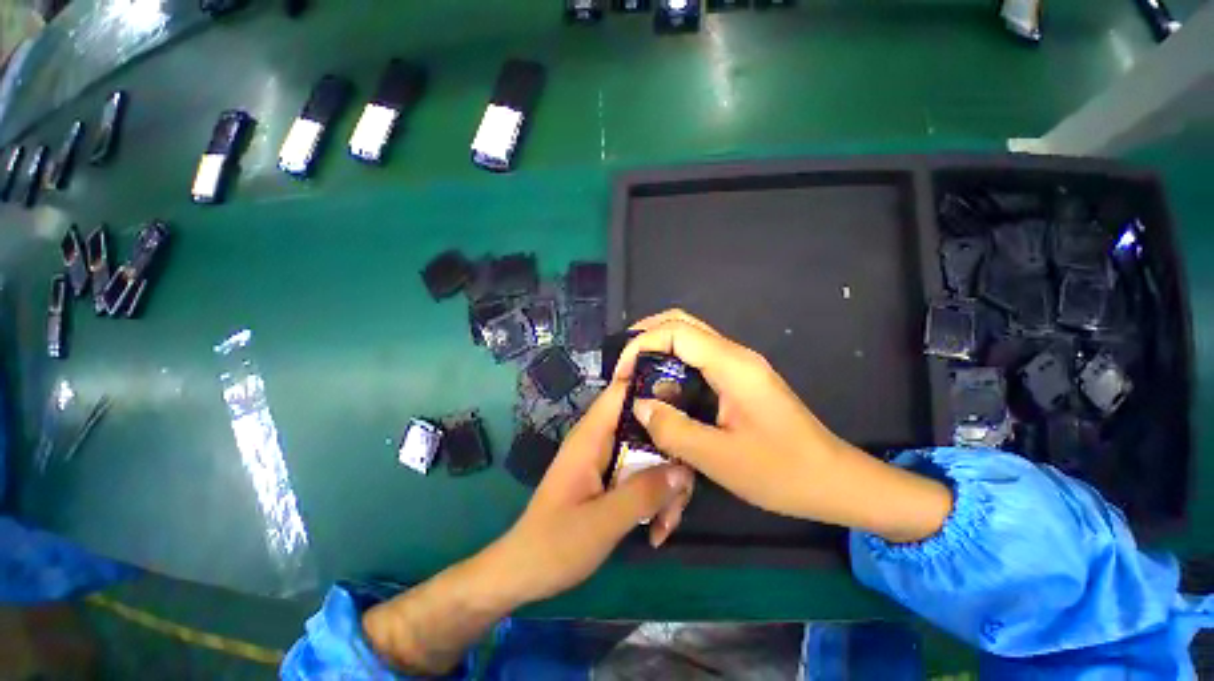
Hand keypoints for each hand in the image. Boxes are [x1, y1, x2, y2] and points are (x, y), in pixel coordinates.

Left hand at [490, 381, 694, 603]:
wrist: (526, 572)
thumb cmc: (555, 544)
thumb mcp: (603, 522)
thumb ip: (644, 493)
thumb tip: (684, 469)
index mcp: (592, 436)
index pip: (622, 389)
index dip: (652, 383)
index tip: (686, 397)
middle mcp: (601, 439)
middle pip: (647, 425)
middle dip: (670, 455)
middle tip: (681, 494)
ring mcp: (608, 458)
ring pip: (650, 453)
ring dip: (666, 485)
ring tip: (665, 523)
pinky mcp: (612, 477)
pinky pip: (644, 473)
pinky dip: (656, 496)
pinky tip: (656, 529)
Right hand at [614, 309, 950, 542]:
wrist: (834, 481)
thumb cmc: (782, 472)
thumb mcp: (720, 459)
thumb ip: (673, 429)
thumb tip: (639, 405)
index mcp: (732, 366)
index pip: (676, 331)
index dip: (640, 344)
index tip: (621, 374)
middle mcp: (735, 355)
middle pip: (682, 322)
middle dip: (646, 335)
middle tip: (622, 365)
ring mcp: (740, 365)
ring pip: (690, 337)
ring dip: (658, 348)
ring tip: (635, 374)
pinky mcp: (740, 378)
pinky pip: (699, 357)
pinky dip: (673, 362)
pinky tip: (663, 386)